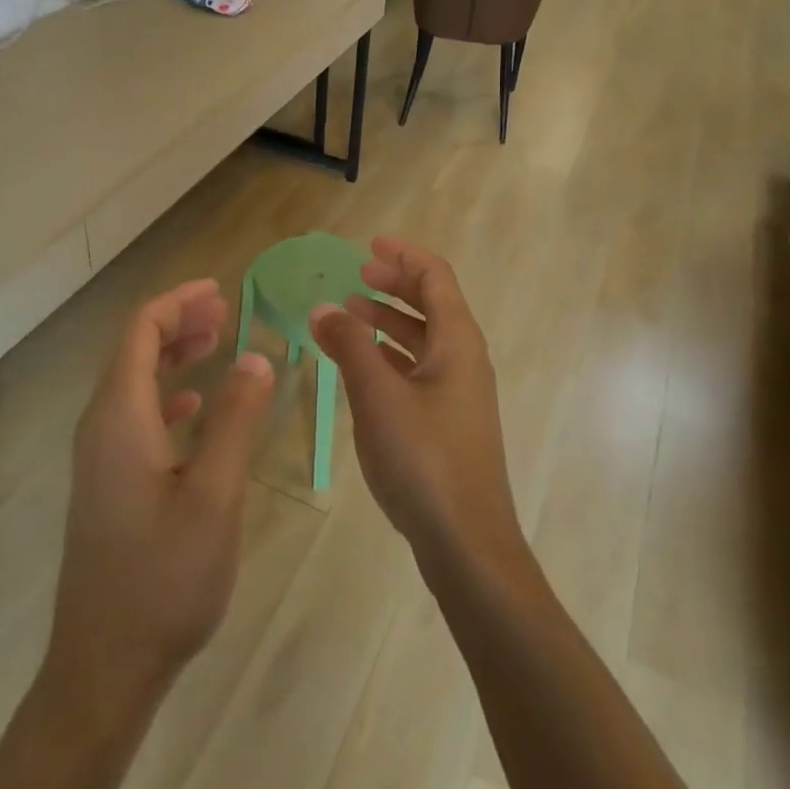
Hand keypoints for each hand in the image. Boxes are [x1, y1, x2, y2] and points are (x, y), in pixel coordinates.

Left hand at [47, 279, 275, 711]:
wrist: (104, 666)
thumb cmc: (164, 576)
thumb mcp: (215, 494)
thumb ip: (236, 418)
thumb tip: (256, 356)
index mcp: (119, 416)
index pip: (140, 330)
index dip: (178, 301)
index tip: (220, 290)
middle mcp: (101, 426)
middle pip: (134, 350)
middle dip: (178, 322)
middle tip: (226, 310)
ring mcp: (100, 457)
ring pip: (135, 382)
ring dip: (173, 354)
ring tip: (217, 342)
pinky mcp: (108, 483)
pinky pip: (136, 415)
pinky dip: (167, 393)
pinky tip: (196, 405)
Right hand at [309, 238, 524, 576]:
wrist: (467, 543)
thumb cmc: (424, 459)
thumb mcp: (378, 396)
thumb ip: (349, 347)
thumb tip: (323, 308)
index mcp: (457, 342)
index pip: (435, 277)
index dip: (404, 255)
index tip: (369, 245)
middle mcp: (464, 359)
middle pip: (432, 303)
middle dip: (395, 284)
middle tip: (357, 274)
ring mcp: (459, 392)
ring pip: (424, 338)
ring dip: (390, 320)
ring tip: (350, 315)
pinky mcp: (449, 421)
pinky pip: (420, 368)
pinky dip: (392, 354)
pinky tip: (364, 365)